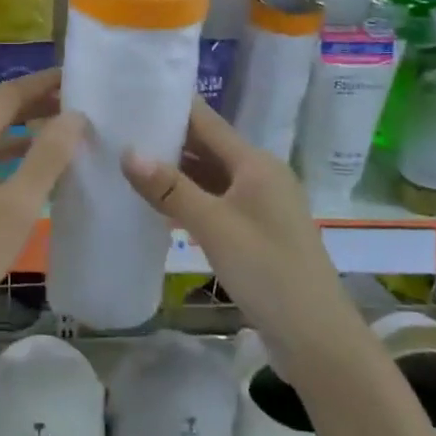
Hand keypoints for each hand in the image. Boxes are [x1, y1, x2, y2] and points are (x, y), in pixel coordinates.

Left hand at [0, 68, 85, 324]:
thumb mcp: (17, 204)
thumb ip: (47, 157)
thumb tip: (75, 115)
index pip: (8, 95)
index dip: (42, 82)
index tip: (75, 77)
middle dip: (37, 105)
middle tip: (79, 105)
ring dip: (26, 133)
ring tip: (65, 136)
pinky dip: (12, 157)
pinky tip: (34, 175)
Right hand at [121, 98, 346, 367]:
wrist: (317, 340)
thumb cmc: (268, 271)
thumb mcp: (214, 226)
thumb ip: (170, 189)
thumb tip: (127, 151)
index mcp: (256, 163)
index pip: (206, 121)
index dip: (171, 107)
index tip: (131, 96)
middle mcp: (260, 176)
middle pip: (207, 147)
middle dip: (166, 139)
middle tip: (117, 131)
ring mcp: (259, 206)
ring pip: (209, 177)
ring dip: (173, 172)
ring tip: (125, 163)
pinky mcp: (255, 233)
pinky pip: (214, 203)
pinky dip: (186, 200)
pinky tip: (154, 205)